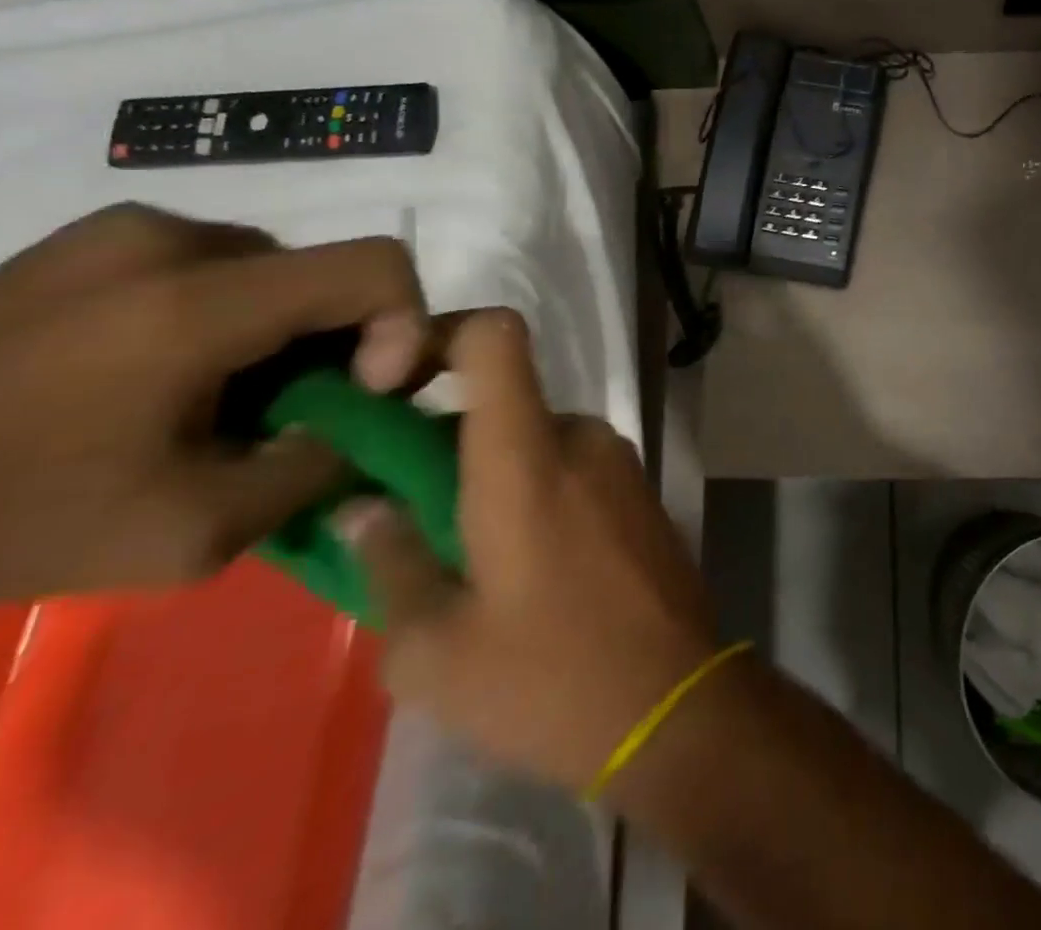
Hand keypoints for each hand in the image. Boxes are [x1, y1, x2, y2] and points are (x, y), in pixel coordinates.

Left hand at [0, 203, 435, 606]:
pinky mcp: (95, 234)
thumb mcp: (189, 533)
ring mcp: (129, 228)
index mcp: (198, 302)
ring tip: (220, 399)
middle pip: (328, 272)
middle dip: (339, 342)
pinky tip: (167, 373)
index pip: (376, 265)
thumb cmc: (3, 518)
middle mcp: (175, 238)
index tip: (361, 391)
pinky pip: (218, 263)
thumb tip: (369, 421)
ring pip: (276, 268)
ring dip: (283, 330)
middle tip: (287, 414)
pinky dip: (232, 314)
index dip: (402, 324)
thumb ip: (313, 468)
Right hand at [337, 309, 716, 792]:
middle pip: (503, 402)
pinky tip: (523, 568)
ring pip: (535, 441)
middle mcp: (580, 437)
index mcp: (527, 455)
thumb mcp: (435, 651)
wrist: (677, 705)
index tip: (394, 382)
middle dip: (448, 443)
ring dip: (492, 478)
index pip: (497, 336)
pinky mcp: (640, 491)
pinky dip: (535, 492)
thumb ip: (388, 563)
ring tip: (464, 559)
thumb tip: (363, 508)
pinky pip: (571, 467)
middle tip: (405, 514)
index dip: (443, 334)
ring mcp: (620, 461)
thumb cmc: (549, 678)